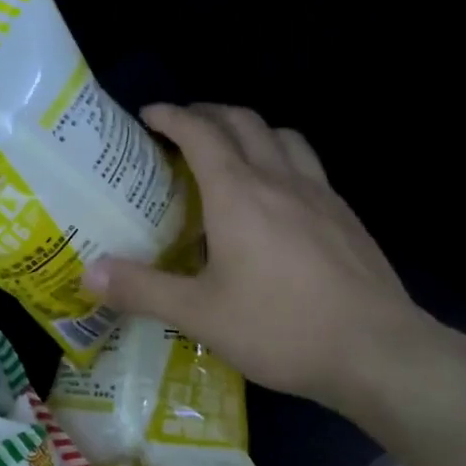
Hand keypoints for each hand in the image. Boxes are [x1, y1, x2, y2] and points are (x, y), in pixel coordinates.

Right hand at [83, 104, 440, 410]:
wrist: (378, 352)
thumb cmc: (281, 328)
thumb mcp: (199, 315)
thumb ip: (142, 290)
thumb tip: (87, 274)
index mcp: (238, 193)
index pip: (200, 132)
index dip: (171, 115)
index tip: (148, 115)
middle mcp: (278, 180)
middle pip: (243, 121)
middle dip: (208, 113)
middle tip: (182, 128)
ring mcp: (319, 194)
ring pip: (282, 136)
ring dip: (251, 129)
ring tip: (232, 150)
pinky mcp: (345, 215)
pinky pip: (308, 164)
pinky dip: (282, 157)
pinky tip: (278, 197)